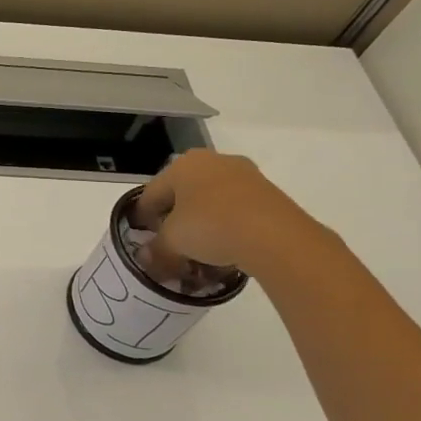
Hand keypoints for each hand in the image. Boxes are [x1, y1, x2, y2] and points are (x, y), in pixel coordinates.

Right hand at [134, 149, 327, 282]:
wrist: (277, 236)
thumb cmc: (211, 227)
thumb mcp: (173, 243)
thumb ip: (156, 250)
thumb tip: (145, 259)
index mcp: (182, 165)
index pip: (151, 192)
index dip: (143, 217)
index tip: (144, 238)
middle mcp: (212, 161)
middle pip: (183, 193)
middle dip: (175, 218)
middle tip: (172, 243)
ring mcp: (244, 174)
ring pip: (211, 200)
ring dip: (202, 222)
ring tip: (201, 249)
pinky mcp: (268, 192)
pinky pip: (236, 208)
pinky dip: (227, 225)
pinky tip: (227, 247)